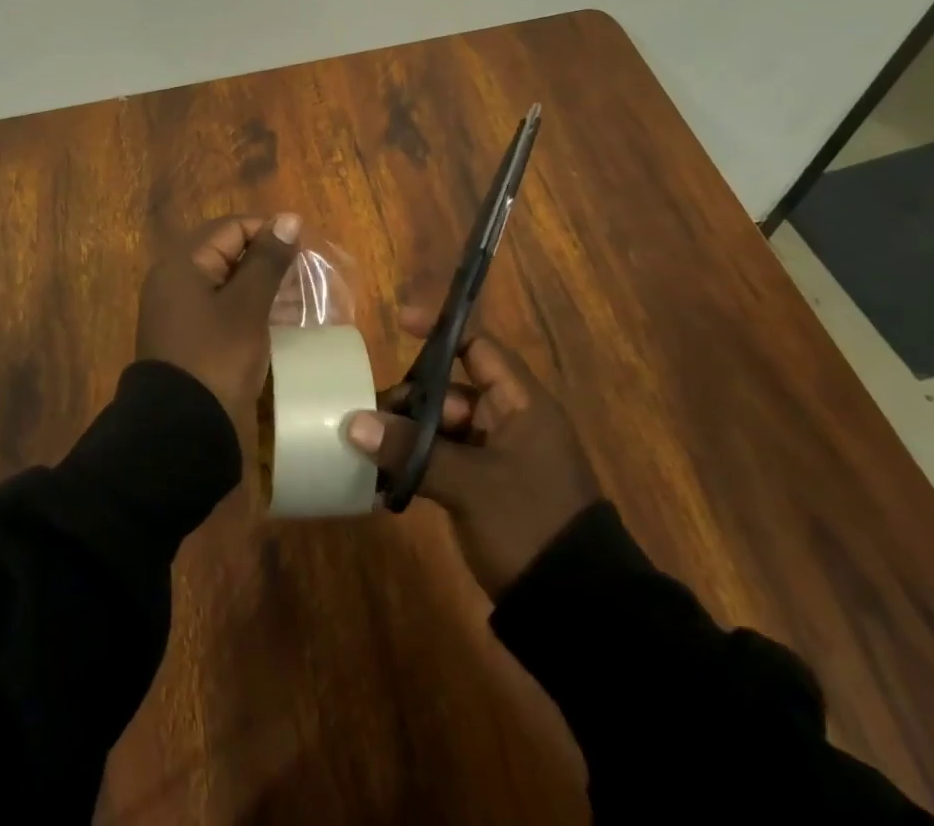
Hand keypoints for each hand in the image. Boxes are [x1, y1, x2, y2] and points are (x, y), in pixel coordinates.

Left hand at [137, 213, 302, 426]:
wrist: (182, 431)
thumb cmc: (217, 357)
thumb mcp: (247, 306)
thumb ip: (268, 260)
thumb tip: (288, 218)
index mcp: (183, 263)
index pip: (231, 228)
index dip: (269, 232)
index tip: (305, 250)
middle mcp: (176, 279)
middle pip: (228, 253)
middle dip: (268, 261)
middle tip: (306, 276)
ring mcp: (180, 311)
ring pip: (228, 283)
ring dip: (263, 286)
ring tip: (301, 299)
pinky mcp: (189, 338)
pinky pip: (223, 309)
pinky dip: (250, 309)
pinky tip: (281, 321)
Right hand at [346, 307, 598, 596]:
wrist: (579, 611)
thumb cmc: (530, 524)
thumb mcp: (470, 484)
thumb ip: (412, 450)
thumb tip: (355, 423)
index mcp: (521, 404)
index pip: (479, 347)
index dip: (442, 330)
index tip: (400, 322)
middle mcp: (510, 422)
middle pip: (451, 390)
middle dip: (411, 400)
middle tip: (370, 419)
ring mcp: (498, 458)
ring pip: (444, 428)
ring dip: (409, 436)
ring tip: (370, 452)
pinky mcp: (487, 490)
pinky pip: (445, 460)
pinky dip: (418, 463)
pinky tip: (385, 479)